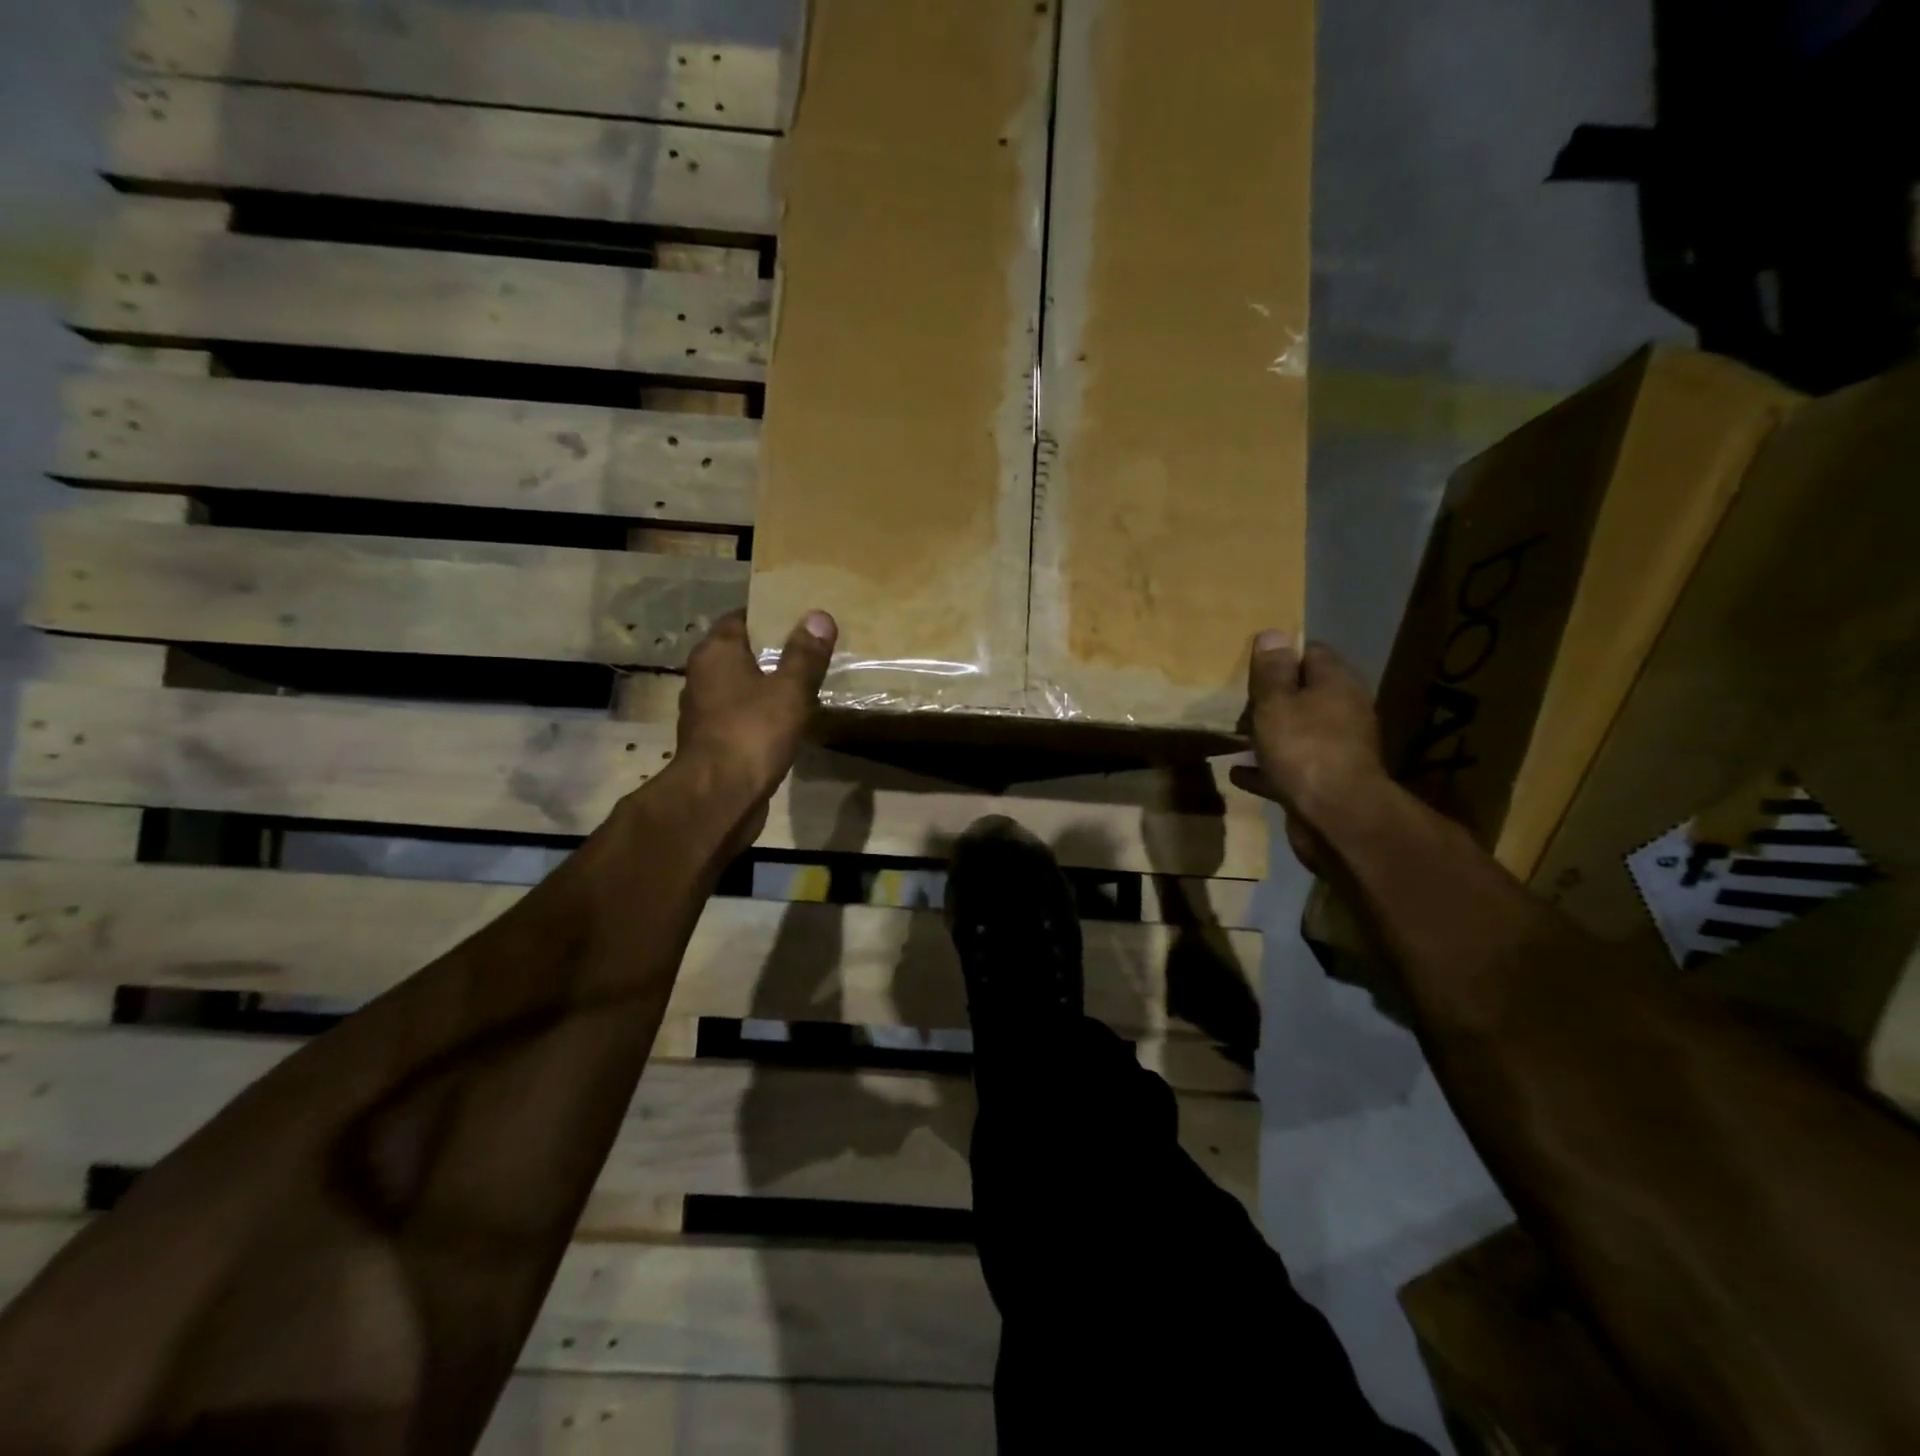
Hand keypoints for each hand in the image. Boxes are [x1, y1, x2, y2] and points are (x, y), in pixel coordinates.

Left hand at [673, 610, 836, 847]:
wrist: (719, 797)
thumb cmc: (752, 732)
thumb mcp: (789, 689)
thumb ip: (805, 654)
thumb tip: (819, 615)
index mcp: (715, 653)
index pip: (740, 618)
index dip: (770, 614)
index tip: (801, 616)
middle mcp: (703, 676)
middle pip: (740, 651)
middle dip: (772, 650)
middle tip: (812, 648)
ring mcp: (705, 711)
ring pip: (741, 685)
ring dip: (767, 684)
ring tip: (806, 682)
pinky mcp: (714, 740)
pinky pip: (742, 714)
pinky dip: (762, 712)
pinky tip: (789, 719)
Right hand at [1229, 632, 1385, 873]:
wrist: (1336, 817)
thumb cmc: (1303, 749)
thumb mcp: (1276, 703)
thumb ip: (1271, 671)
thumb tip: (1274, 633)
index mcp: (1336, 684)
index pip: (1311, 652)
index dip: (1281, 653)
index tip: (1250, 661)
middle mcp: (1343, 711)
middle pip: (1304, 693)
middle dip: (1273, 695)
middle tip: (1236, 699)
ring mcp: (1336, 749)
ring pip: (1297, 731)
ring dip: (1268, 733)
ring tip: (1234, 734)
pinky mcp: (1324, 781)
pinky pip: (1289, 767)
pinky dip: (1266, 767)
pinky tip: (1238, 771)